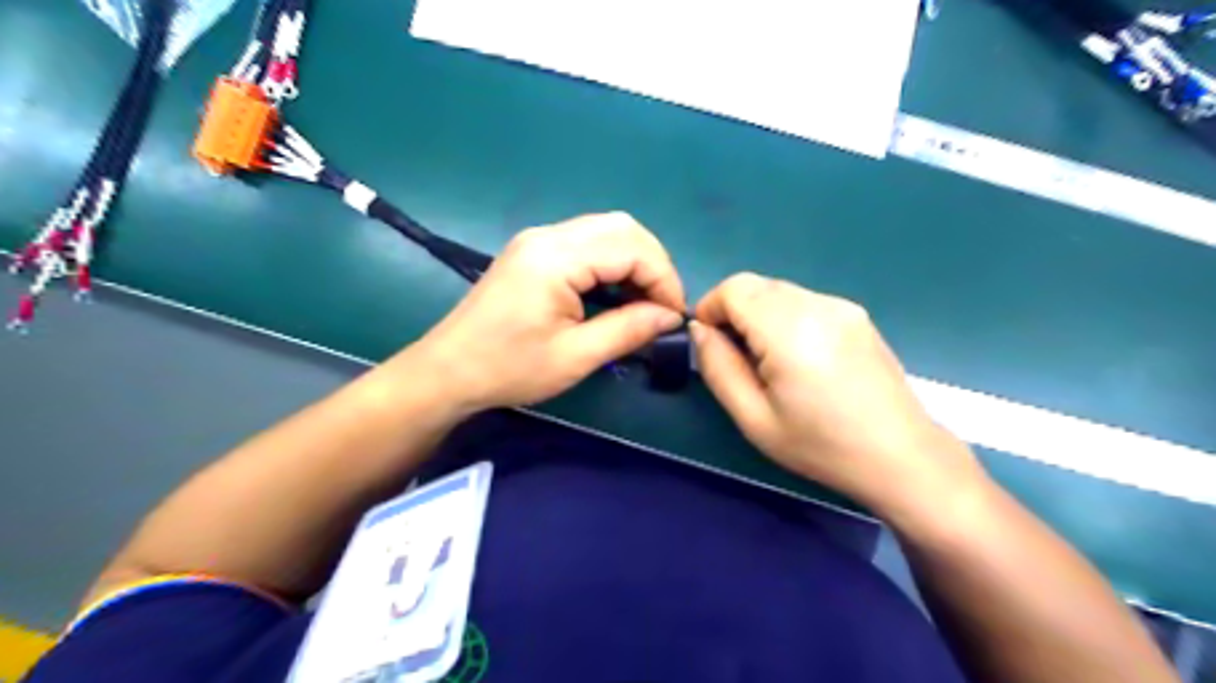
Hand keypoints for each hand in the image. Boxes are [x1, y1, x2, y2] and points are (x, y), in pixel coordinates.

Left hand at [401, 212, 681, 411]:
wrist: (448, 371)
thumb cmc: (509, 369)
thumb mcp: (575, 356)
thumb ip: (628, 329)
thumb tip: (671, 316)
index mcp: (556, 258)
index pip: (631, 248)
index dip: (663, 279)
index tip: (673, 316)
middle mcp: (548, 235)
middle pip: (622, 228)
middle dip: (653, 264)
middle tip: (660, 306)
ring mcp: (538, 238)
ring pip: (606, 231)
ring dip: (634, 261)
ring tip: (642, 303)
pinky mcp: (533, 250)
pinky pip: (587, 242)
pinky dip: (612, 262)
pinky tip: (614, 293)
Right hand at [687, 276, 980, 518]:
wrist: (901, 456)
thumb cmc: (821, 445)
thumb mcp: (754, 418)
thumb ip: (718, 367)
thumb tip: (700, 330)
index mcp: (789, 329)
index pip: (734, 288)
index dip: (710, 308)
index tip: (709, 344)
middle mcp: (817, 304)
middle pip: (756, 285)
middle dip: (733, 312)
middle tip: (738, 358)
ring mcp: (842, 306)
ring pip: (779, 291)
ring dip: (759, 315)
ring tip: (770, 362)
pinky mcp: (857, 315)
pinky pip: (804, 301)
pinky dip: (785, 317)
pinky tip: (800, 358)